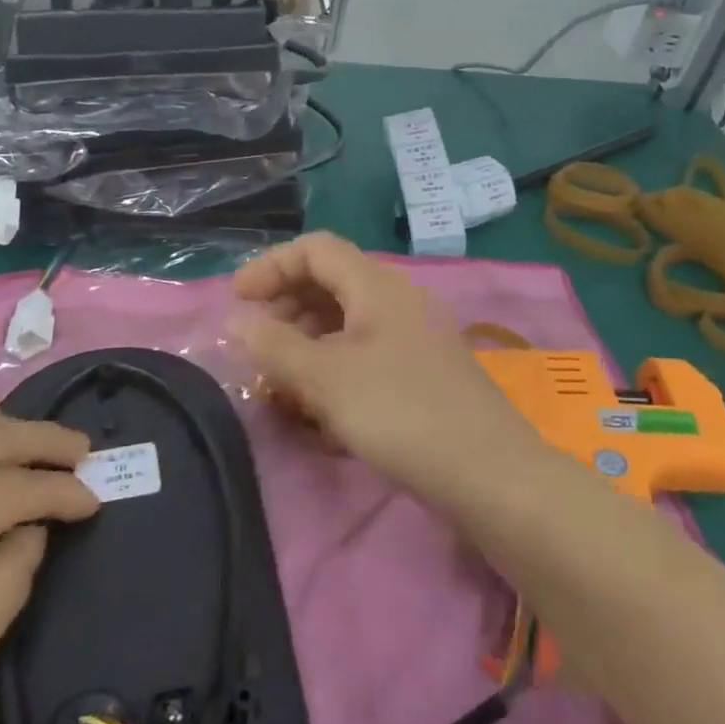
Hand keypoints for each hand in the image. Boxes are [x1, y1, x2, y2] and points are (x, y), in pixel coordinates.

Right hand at [230, 233, 541, 502]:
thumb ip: (275, 345)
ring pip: (347, 320)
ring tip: (280, 380)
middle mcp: (398, 299)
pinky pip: (367, 351)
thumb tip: (235, 319)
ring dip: (307, 341)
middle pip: (330, 282)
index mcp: (376, 285)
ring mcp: (414, 335)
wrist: (489, 474)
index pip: (315, 249)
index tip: (237, 301)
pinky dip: (334, 364)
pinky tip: (318, 404)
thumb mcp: (326, 378)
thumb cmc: (400, 413)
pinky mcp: (422, 370)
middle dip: (286, 307)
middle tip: (256, 345)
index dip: (271, 266)